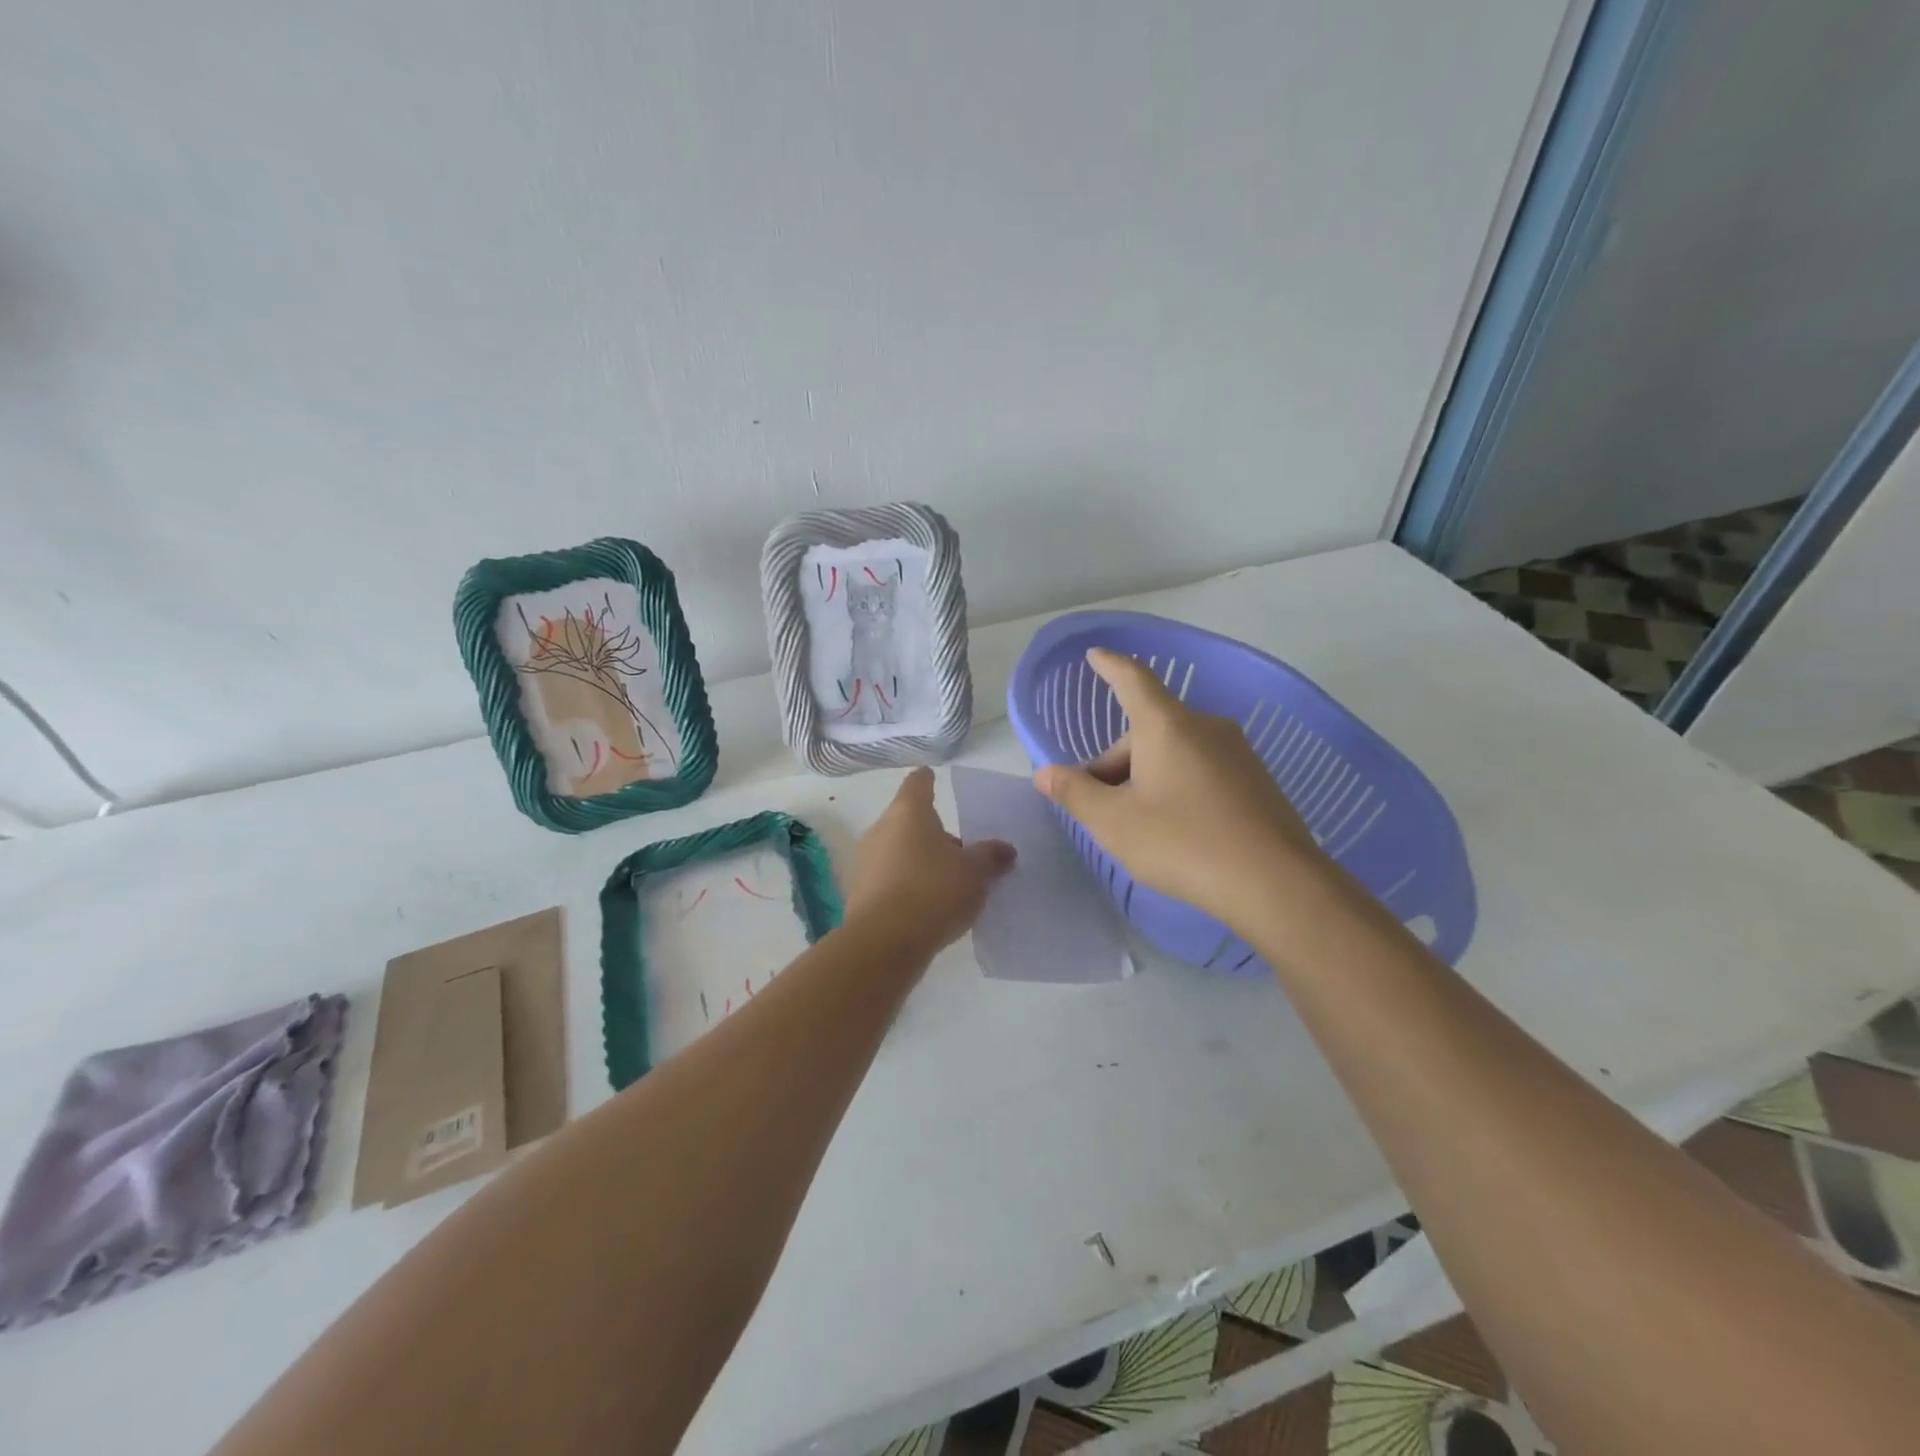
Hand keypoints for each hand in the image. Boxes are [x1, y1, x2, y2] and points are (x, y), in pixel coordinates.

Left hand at [844, 768, 1014, 954]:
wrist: (884, 943)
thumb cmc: (934, 891)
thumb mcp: (975, 873)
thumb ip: (991, 856)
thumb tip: (1005, 849)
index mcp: (908, 812)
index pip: (918, 784)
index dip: (927, 780)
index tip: (932, 777)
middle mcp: (881, 830)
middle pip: (909, 820)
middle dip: (933, 833)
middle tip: (962, 852)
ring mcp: (866, 862)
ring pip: (899, 850)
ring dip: (921, 860)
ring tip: (950, 883)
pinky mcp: (859, 893)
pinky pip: (890, 879)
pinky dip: (907, 884)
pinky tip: (928, 906)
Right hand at [1033, 648, 1328, 927]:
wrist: (1276, 884)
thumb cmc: (1183, 842)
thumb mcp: (1114, 822)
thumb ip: (1075, 793)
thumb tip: (1046, 773)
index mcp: (1167, 726)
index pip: (1133, 680)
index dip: (1110, 666)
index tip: (1095, 654)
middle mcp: (1205, 727)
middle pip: (1148, 730)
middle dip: (1116, 762)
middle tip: (1098, 806)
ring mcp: (1237, 754)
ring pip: (1174, 753)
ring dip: (1146, 776)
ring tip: (1136, 824)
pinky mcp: (1256, 781)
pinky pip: (1201, 771)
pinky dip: (1177, 787)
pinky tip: (1176, 831)